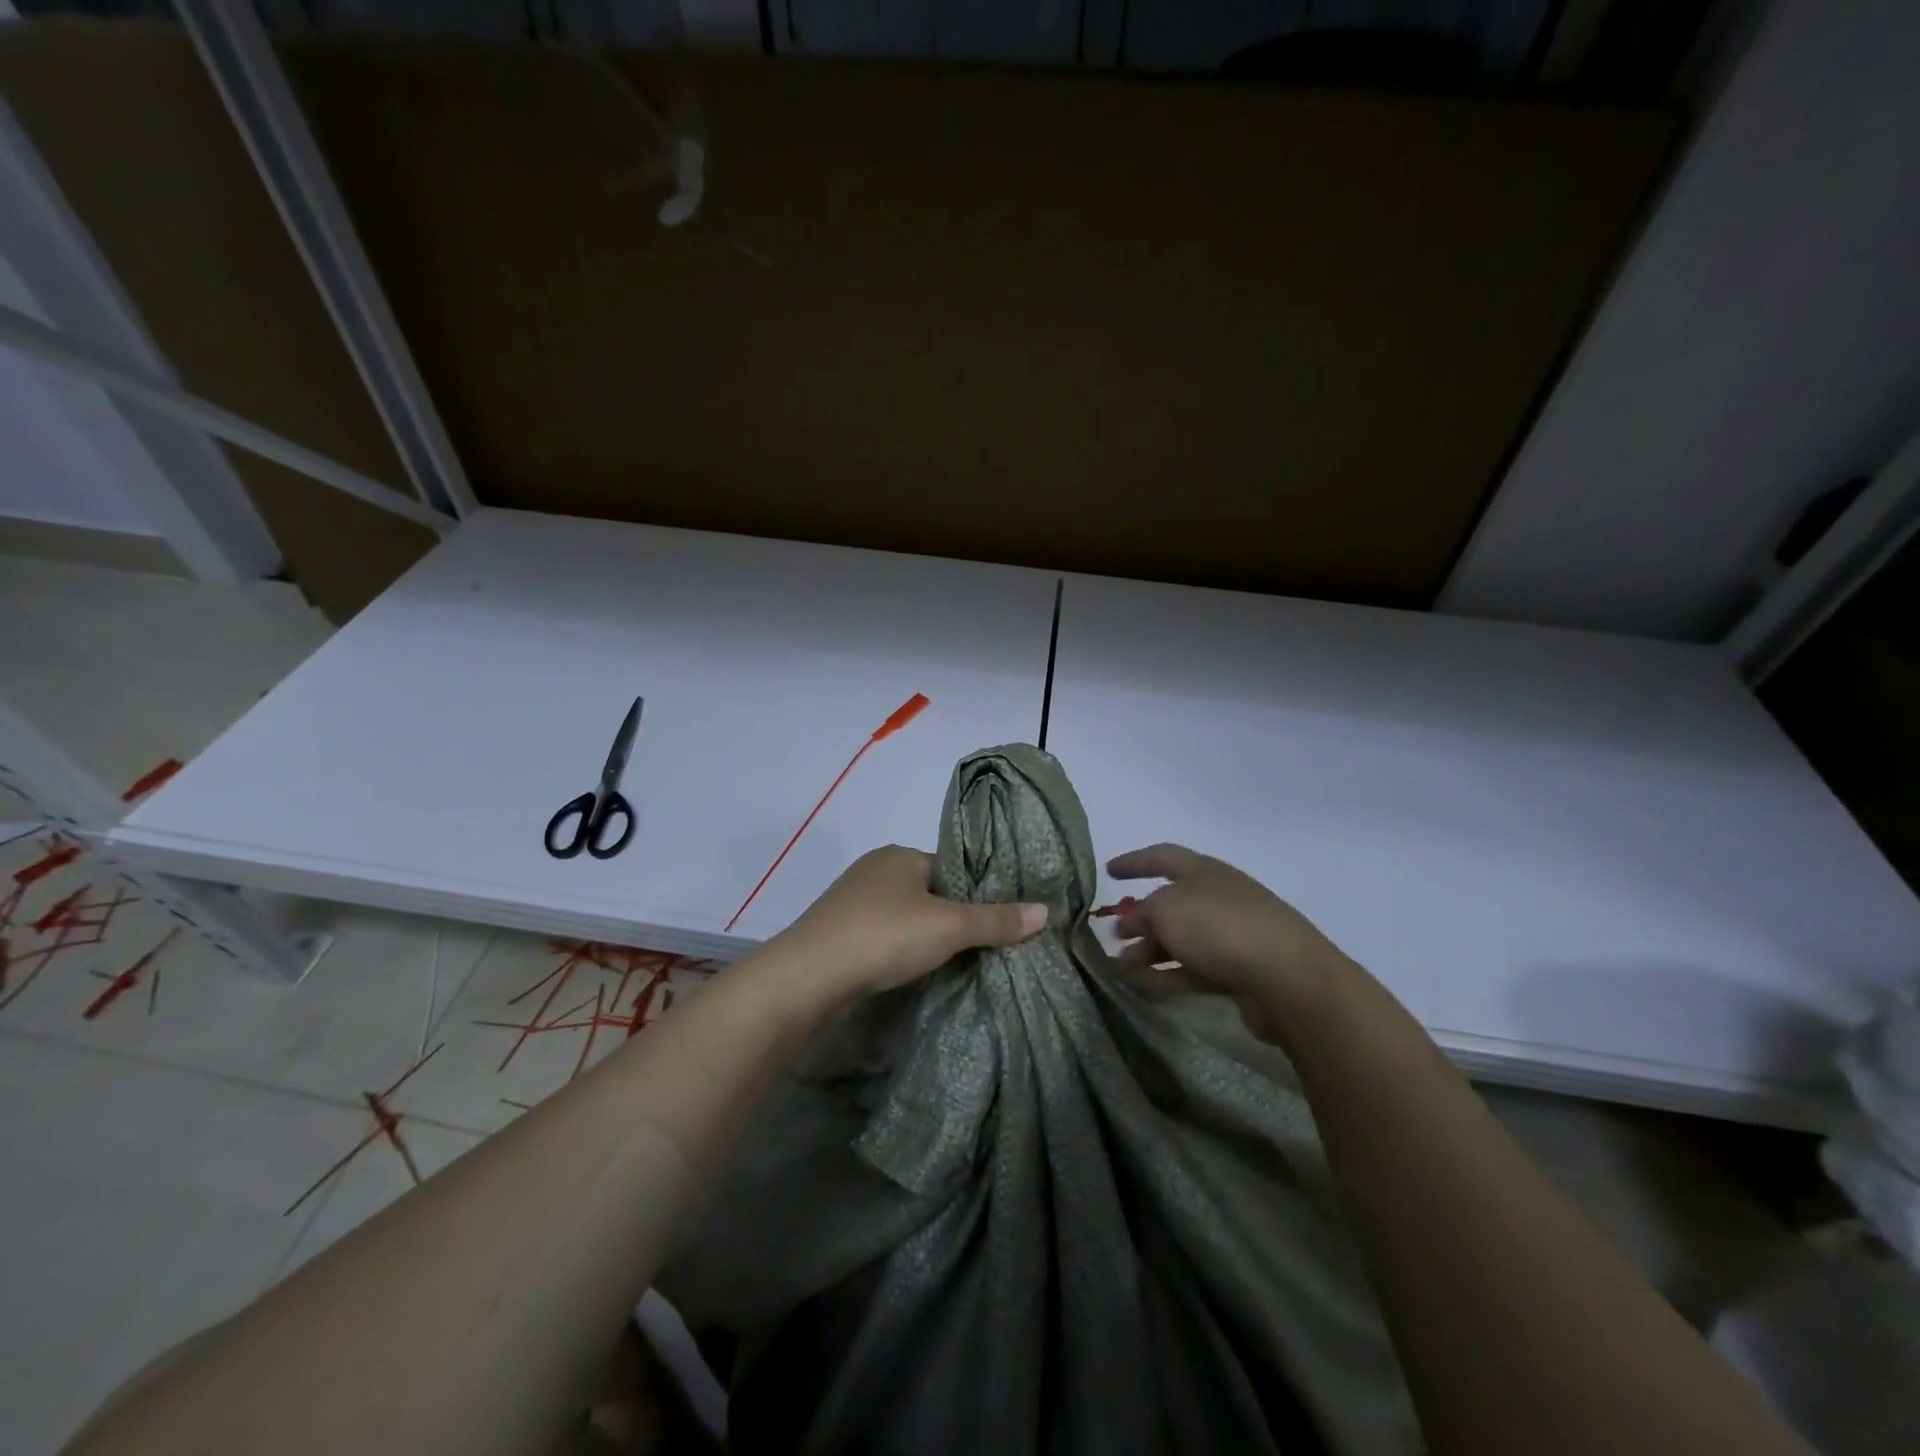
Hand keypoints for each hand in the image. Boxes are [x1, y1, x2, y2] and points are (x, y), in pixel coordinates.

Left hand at [774, 845, 1048, 1001]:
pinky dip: (896, 951)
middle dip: (948, 918)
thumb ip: (996, 920)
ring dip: (920, 937)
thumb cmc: (884, 935)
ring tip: (946, 964)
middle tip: (976, 948)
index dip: (973, 893)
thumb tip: (1046, 910)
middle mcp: (873, 870)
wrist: (809, 975)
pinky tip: (906, 971)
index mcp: (899, 855)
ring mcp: (849, 902)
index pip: (949, 868)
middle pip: (926, 893)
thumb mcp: (949, 926)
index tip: (995, 922)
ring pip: (901, 917)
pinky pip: (879, 937)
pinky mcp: (835, 933)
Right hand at [1107, 843, 1355, 1043]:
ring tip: (1120, 971)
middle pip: (1171, 904)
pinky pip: (1194, 969)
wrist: (1288, 978)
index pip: (1162, 857)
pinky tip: (1144, 988)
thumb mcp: (1165, 911)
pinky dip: (1168, 976)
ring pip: (1181, 940)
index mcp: (1204, 871)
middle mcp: (1218, 898)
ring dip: (1148, 952)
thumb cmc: (1220, 928)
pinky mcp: (1240, 972)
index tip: (1109, 871)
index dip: (1134, 862)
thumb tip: (1130, 923)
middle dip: (1139, 920)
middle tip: (1112, 938)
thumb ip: (1141, 914)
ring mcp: (1232, 936)